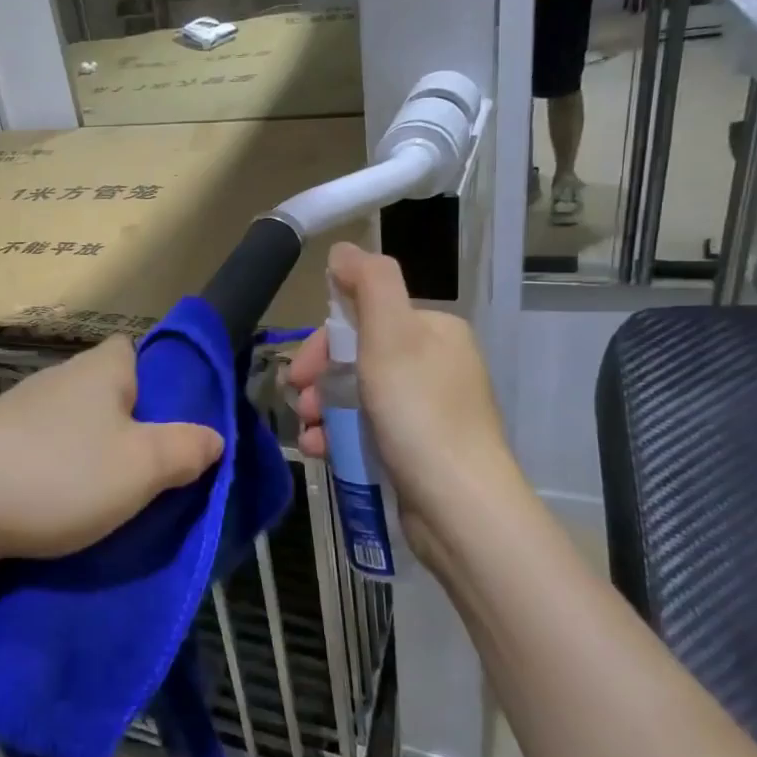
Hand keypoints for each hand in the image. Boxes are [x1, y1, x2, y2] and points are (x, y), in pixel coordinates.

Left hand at [0, 335, 223, 562]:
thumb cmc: (60, 474)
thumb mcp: (142, 466)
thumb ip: (186, 449)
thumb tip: (214, 437)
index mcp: (100, 369)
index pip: (136, 351)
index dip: (160, 380)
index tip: (174, 422)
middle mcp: (59, 380)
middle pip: (108, 394)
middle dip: (131, 428)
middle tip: (153, 473)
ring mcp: (20, 413)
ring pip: (75, 428)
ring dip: (92, 457)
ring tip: (112, 502)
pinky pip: (42, 454)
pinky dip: (57, 476)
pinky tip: (62, 511)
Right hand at [285, 243, 517, 526]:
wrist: (460, 507)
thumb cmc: (420, 414)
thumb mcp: (390, 337)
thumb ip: (369, 285)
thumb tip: (343, 249)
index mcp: (433, 332)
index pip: (363, 319)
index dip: (322, 343)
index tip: (297, 374)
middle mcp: (434, 365)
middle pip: (357, 359)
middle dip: (319, 380)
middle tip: (298, 406)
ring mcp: (428, 410)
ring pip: (358, 396)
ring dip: (323, 411)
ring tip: (308, 435)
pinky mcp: (420, 449)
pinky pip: (369, 429)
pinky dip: (340, 436)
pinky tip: (322, 452)